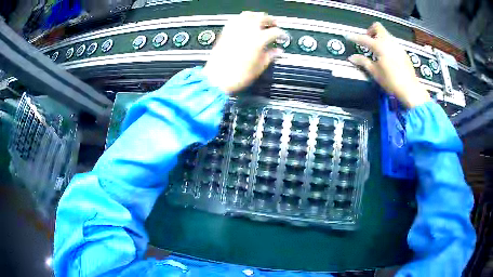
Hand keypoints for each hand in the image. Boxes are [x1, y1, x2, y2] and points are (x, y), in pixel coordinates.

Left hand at [202, 11, 285, 92]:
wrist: (217, 79)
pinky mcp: (226, 32)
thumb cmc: (238, 76)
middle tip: (274, 25)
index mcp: (258, 40)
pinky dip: (242, 19)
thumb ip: (270, 56)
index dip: (282, 34)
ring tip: (260, 21)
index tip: (283, 38)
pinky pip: (235, 19)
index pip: (275, 32)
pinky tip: (245, 24)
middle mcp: (247, 31)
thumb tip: (277, 51)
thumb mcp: (259, 67)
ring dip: (256, 16)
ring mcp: (235, 30)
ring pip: (248, 15)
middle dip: (270, 20)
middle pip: (262, 18)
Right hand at [346, 22, 430, 107]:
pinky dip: (387, 45)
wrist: (410, 90)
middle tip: (368, 42)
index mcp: (380, 46)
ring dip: (379, 38)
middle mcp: (389, 42)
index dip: (354, 37)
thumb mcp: (375, 72)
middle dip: (370, 31)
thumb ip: (363, 62)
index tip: (347, 36)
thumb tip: (351, 57)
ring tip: (377, 51)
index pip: (364, 38)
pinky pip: (392, 42)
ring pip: (386, 34)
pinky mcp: (403, 52)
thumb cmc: (391, 82)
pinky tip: (387, 57)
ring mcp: (397, 46)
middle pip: (378, 27)